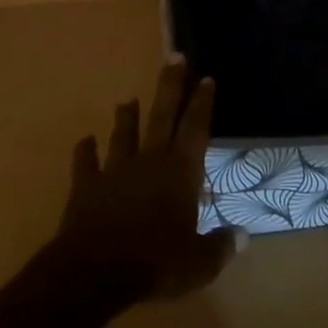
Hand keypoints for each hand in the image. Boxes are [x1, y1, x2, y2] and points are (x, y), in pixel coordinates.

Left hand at [55, 55, 238, 301]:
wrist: (94, 271)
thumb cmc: (155, 263)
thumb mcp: (199, 263)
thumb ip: (220, 247)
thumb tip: (243, 237)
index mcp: (180, 173)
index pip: (195, 129)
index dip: (202, 103)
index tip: (206, 78)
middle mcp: (149, 162)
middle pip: (162, 116)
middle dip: (170, 86)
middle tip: (175, 56)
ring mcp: (115, 172)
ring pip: (123, 135)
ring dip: (126, 116)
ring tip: (127, 99)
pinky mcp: (86, 187)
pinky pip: (85, 163)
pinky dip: (85, 151)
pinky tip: (84, 141)